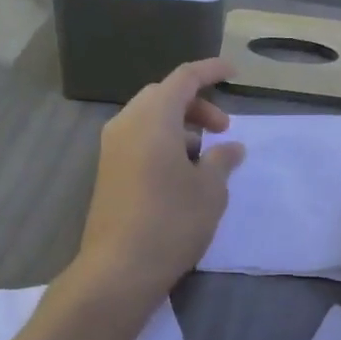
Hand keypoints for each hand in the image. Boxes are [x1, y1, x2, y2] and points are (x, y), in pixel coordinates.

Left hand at [76, 59, 244, 304]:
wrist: (119, 268)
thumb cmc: (172, 221)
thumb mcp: (210, 190)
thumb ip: (223, 161)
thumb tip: (231, 147)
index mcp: (153, 117)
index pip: (184, 78)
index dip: (210, 71)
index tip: (233, 73)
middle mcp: (126, 124)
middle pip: (163, 96)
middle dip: (196, 105)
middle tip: (223, 129)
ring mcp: (112, 149)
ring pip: (149, 120)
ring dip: (179, 127)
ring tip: (205, 157)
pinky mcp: (107, 173)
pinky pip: (138, 141)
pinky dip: (162, 144)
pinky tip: (181, 174)